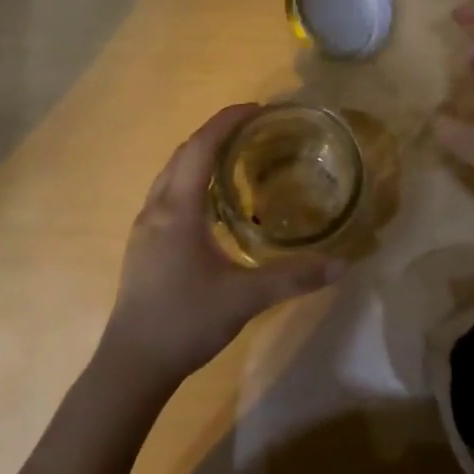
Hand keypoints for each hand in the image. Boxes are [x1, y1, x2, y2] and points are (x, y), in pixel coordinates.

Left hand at [102, 104, 344, 384]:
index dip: (226, 121)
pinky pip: (168, 195)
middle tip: (253, 130)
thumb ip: (293, 278)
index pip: (199, 148)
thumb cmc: (185, 321)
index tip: (256, 108)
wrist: (132, 365)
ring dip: (200, 157)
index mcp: (177, 209)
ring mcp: (145, 228)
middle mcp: (156, 209)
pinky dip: (192, 182)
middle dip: (215, 134)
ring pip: (171, 175)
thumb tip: (342, 264)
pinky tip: (213, 206)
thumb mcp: (245, 298)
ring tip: (236, 160)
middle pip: (183, 154)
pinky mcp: (143, 245)